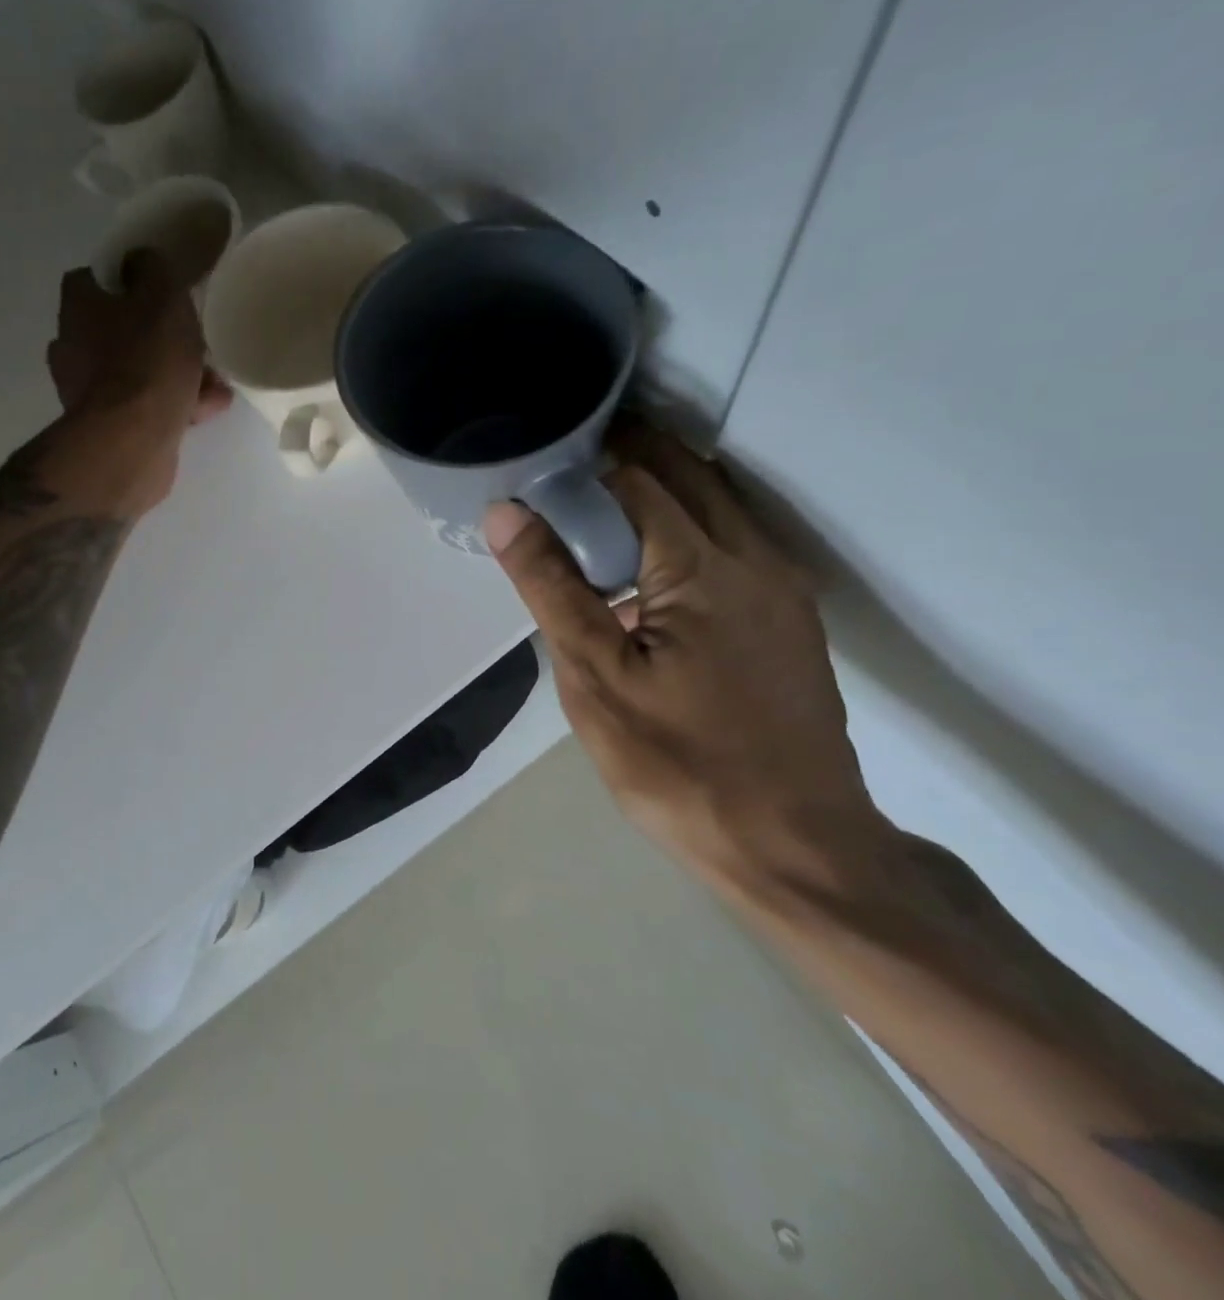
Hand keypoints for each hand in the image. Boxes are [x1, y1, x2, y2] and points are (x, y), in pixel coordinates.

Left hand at [48, 252, 231, 428]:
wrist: (131, 443)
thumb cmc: (145, 362)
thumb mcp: (162, 296)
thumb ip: (158, 267)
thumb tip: (144, 258)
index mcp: (77, 307)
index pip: (99, 277)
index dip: (134, 278)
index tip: (166, 286)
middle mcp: (74, 346)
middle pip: (123, 327)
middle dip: (163, 333)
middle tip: (197, 335)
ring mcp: (89, 391)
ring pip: (139, 369)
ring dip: (176, 371)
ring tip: (215, 377)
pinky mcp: (109, 427)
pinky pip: (146, 405)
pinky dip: (174, 402)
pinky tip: (209, 405)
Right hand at [484, 421, 877, 888]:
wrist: (796, 846)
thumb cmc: (678, 762)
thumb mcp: (595, 677)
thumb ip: (551, 586)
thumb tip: (507, 511)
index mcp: (705, 566)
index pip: (638, 479)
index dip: (586, 462)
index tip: (542, 459)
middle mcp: (756, 559)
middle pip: (689, 476)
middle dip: (629, 456)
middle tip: (564, 467)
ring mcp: (783, 591)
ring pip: (719, 506)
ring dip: (662, 488)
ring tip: (595, 505)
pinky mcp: (789, 622)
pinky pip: (734, 543)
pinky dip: (688, 525)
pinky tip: (648, 564)